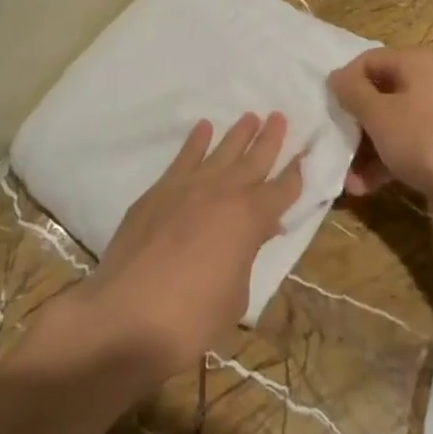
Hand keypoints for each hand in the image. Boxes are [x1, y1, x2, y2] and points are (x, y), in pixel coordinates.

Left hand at [71, 112, 302, 381]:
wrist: (128, 314)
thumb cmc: (192, 316)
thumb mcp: (236, 294)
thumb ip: (247, 256)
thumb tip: (256, 232)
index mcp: (251, 219)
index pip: (282, 191)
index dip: (295, 175)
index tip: (305, 154)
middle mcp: (224, 193)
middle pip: (254, 160)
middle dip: (270, 140)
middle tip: (280, 117)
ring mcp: (188, 187)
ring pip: (220, 152)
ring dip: (238, 134)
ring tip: (251, 116)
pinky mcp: (158, 191)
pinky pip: (183, 158)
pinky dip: (195, 141)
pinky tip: (204, 128)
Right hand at [328, 48, 432, 221]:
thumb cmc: (426, 140)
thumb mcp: (380, 114)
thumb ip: (352, 92)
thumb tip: (335, 76)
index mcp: (416, 62)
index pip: (367, 60)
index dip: (344, 82)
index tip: (325, 109)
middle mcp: (428, 82)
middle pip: (378, 94)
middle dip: (352, 123)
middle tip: (332, 144)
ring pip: (389, 124)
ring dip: (364, 149)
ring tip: (345, 178)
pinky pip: (404, 146)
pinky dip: (384, 163)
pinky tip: (363, 188)